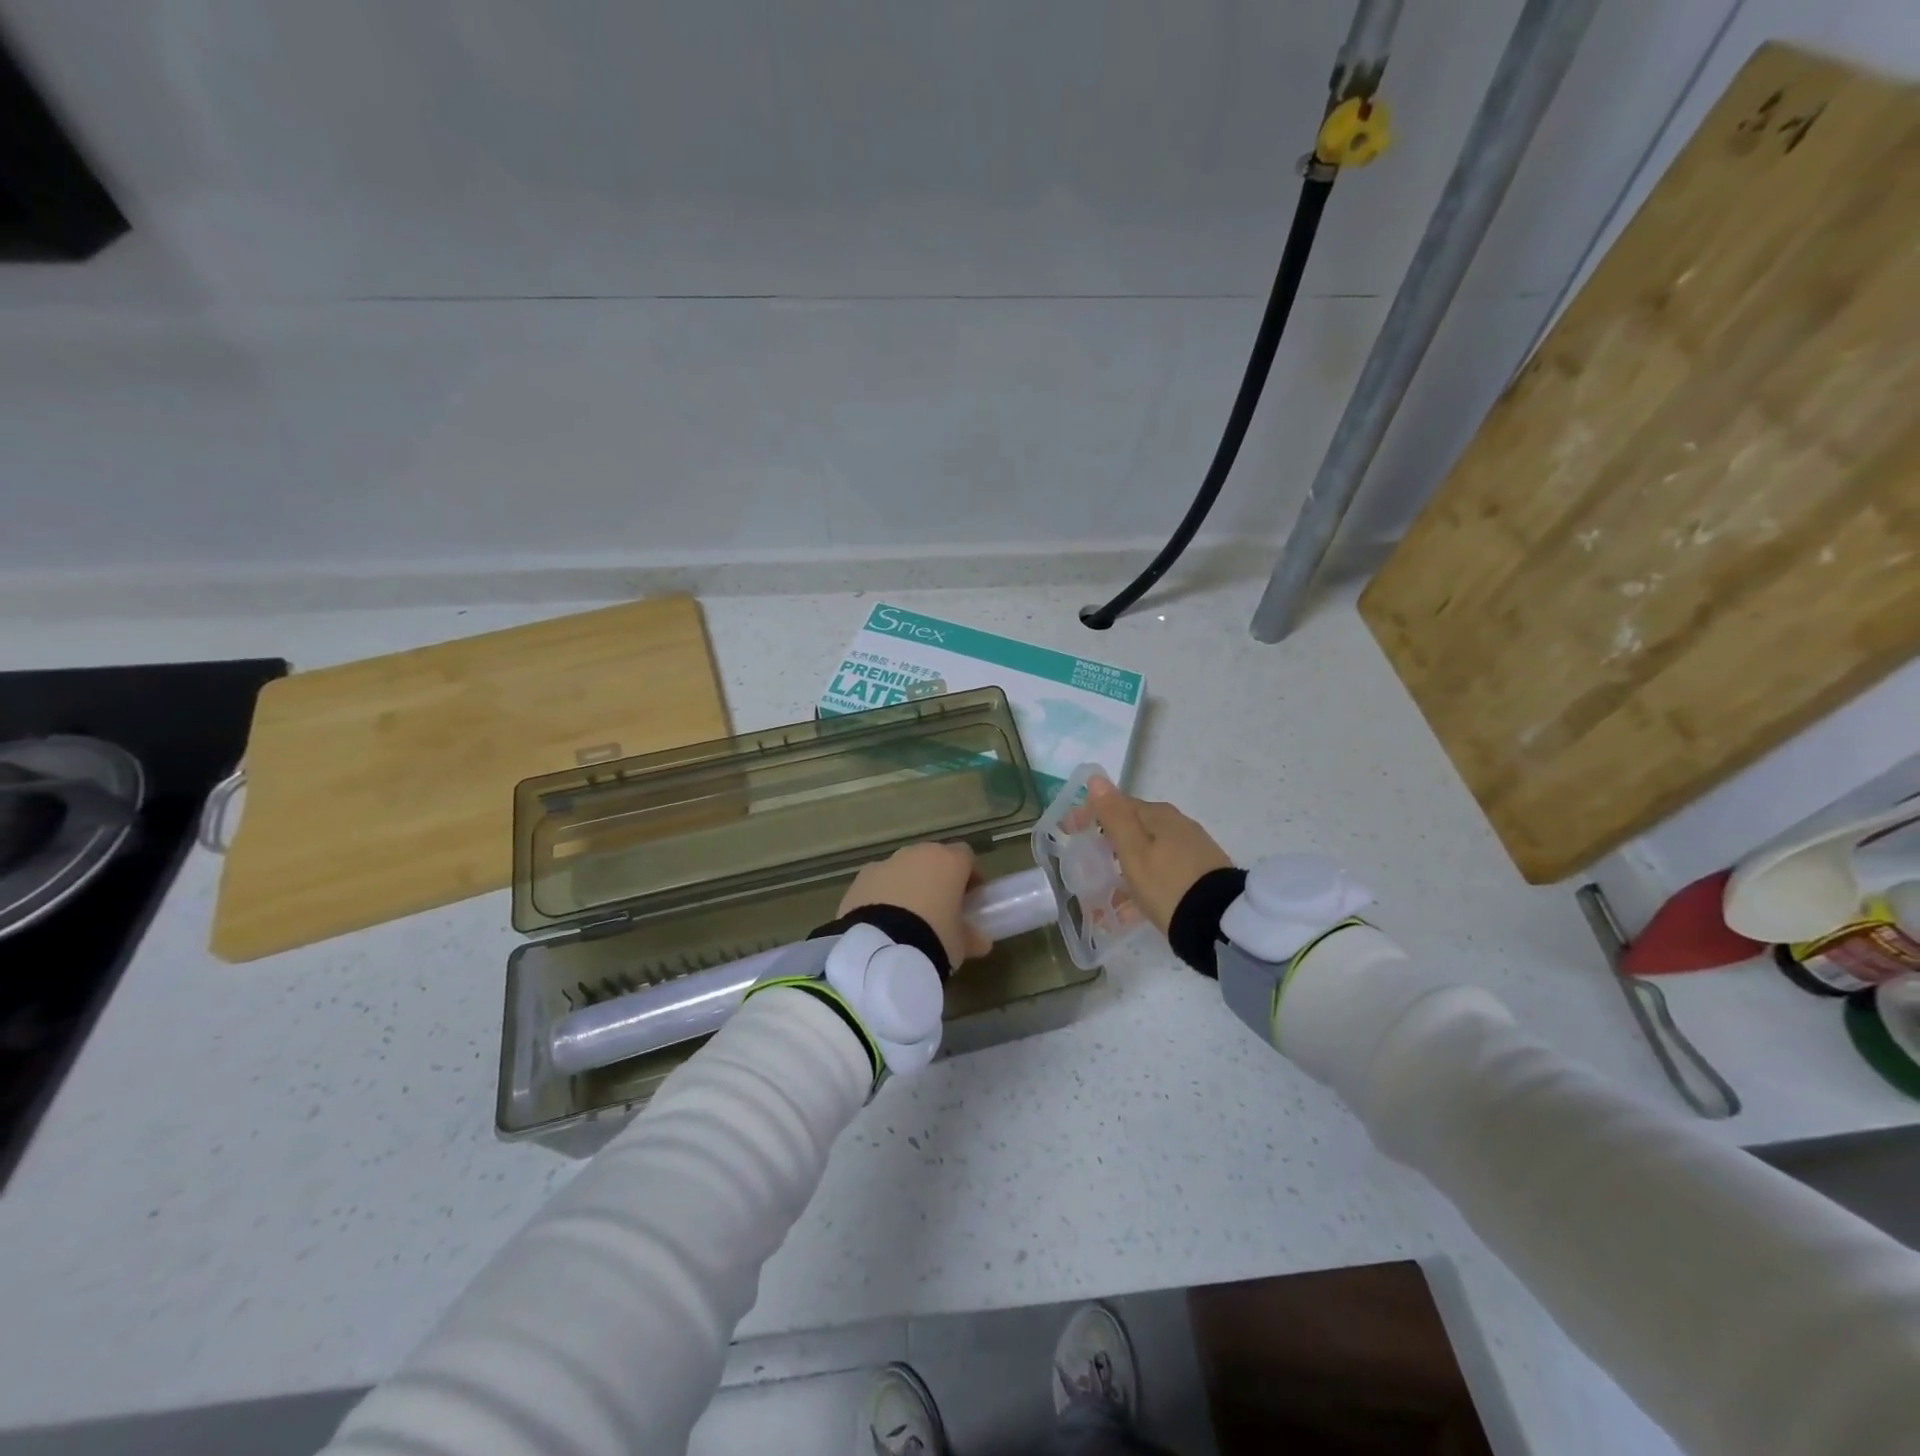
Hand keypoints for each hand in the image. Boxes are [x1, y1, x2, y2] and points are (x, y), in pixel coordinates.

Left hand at [839, 842, 992, 967]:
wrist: (879, 950)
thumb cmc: (933, 939)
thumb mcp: (960, 944)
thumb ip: (972, 937)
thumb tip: (980, 941)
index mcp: (948, 862)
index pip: (965, 856)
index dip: (969, 875)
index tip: (969, 898)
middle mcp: (916, 854)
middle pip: (932, 858)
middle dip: (936, 878)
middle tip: (938, 909)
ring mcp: (885, 864)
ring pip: (902, 869)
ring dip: (907, 885)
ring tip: (906, 920)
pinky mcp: (859, 879)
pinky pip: (878, 883)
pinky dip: (882, 896)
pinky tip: (881, 923)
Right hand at [1086, 778, 1231, 934]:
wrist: (1220, 923)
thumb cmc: (1167, 884)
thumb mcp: (1134, 851)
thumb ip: (1114, 815)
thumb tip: (1097, 777)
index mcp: (1159, 815)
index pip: (1117, 805)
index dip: (1090, 815)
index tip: (1069, 832)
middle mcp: (1178, 825)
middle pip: (1134, 828)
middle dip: (1107, 843)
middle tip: (1085, 865)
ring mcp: (1192, 850)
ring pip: (1147, 852)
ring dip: (1123, 867)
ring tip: (1104, 896)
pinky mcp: (1200, 874)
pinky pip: (1161, 872)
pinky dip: (1141, 883)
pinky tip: (1131, 909)